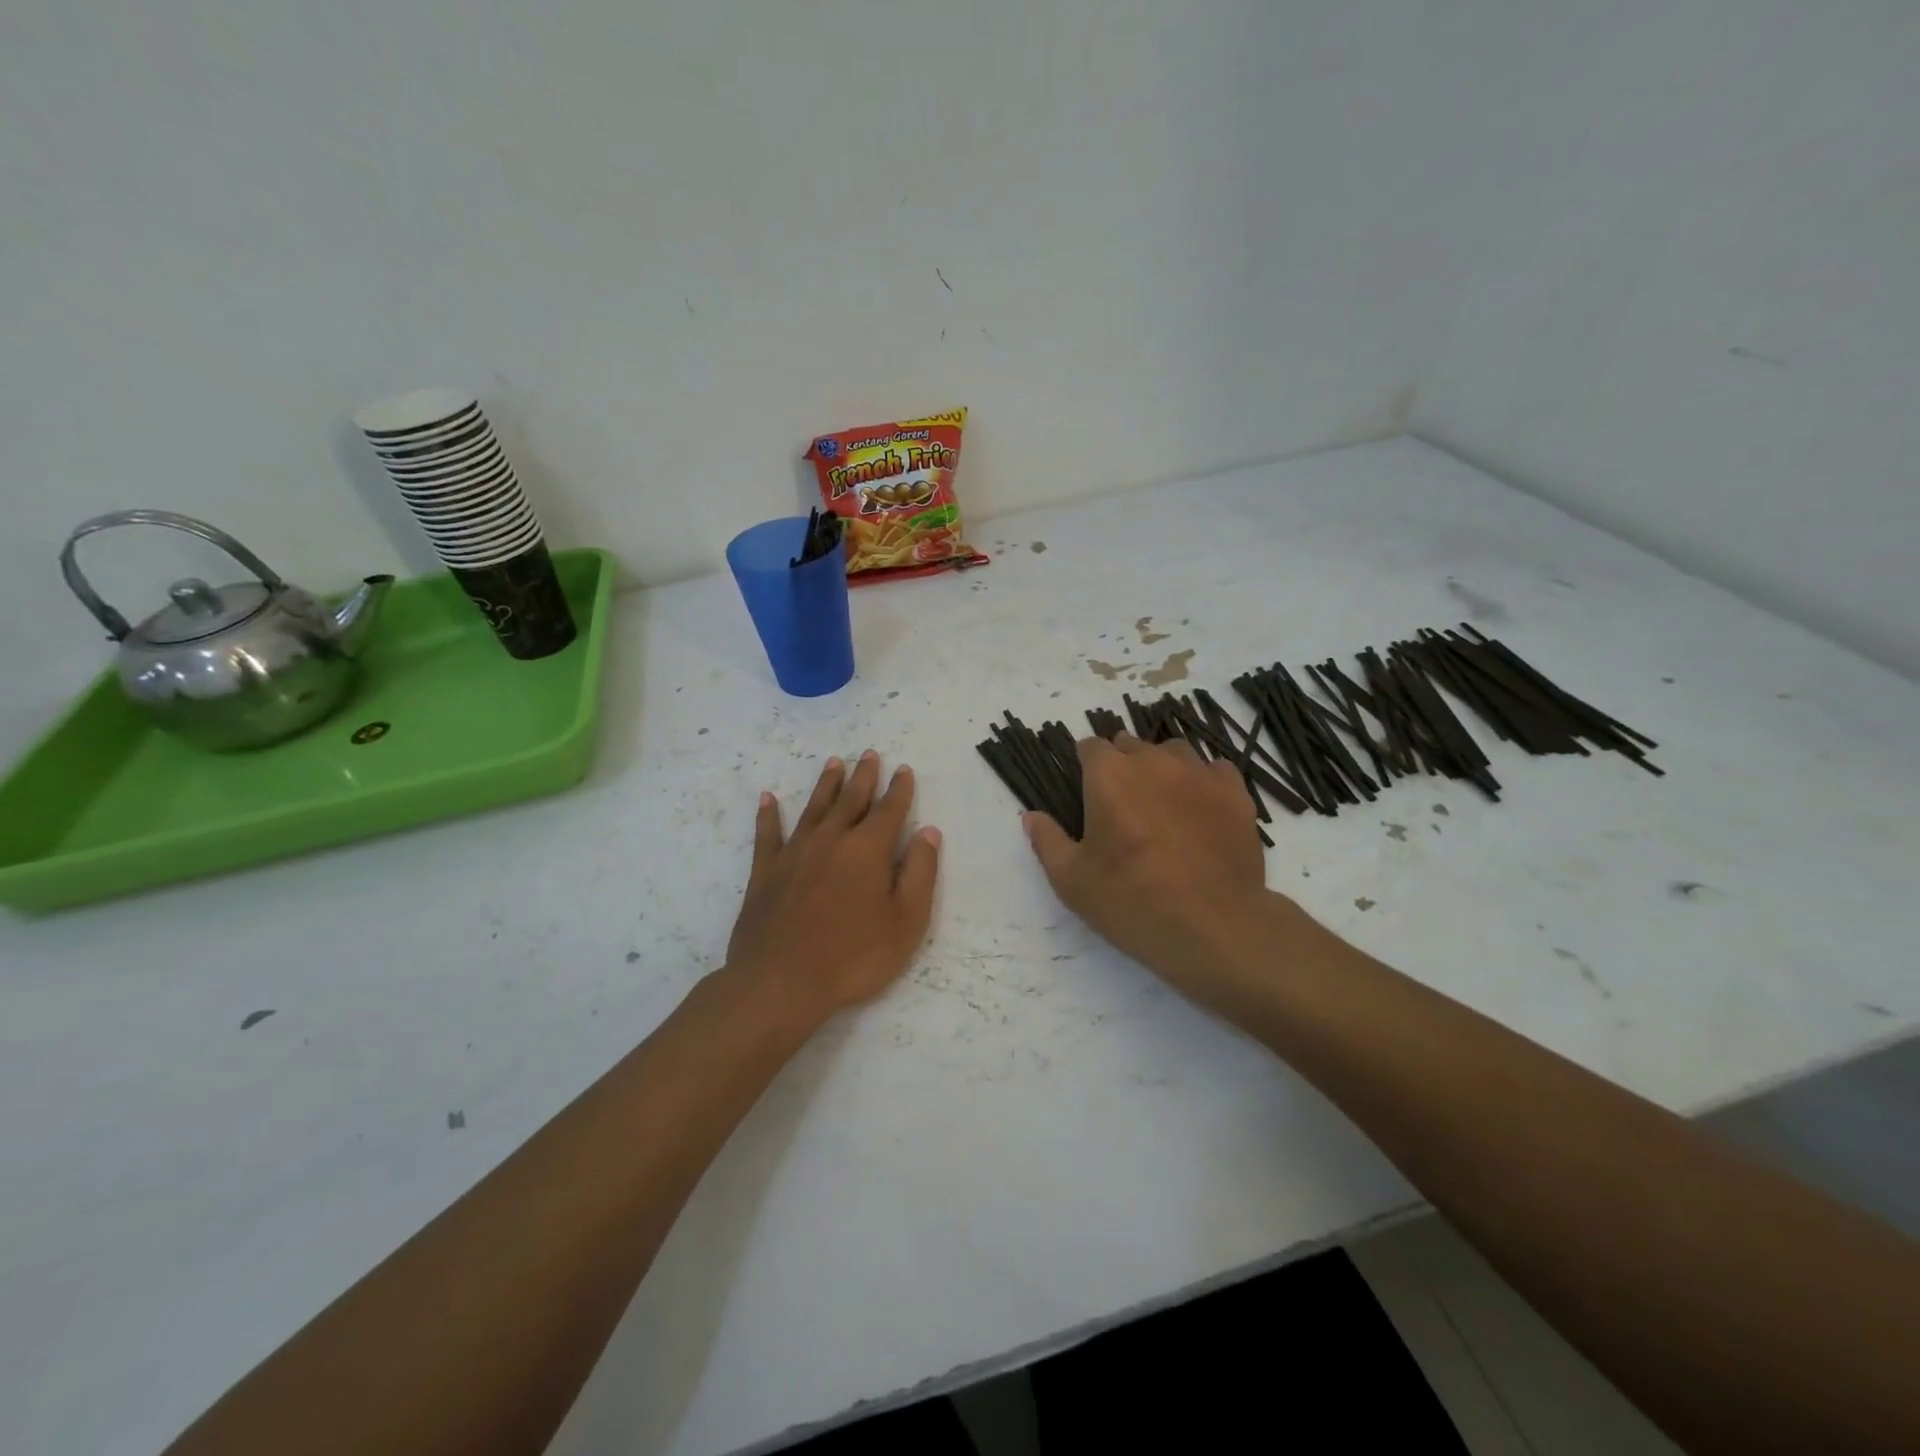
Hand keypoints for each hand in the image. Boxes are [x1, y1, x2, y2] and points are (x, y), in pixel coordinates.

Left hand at [725, 752, 941, 1026]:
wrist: (781, 983)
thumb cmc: (854, 956)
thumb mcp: (907, 921)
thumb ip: (920, 872)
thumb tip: (928, 832)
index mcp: (868, 849)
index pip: (889, 810)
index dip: (899, 789)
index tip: (903, 770)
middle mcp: (832, 840)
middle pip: (851, 799)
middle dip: (864, 776)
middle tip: (869, 754)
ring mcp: (795, 853)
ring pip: (814, 808)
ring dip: (826, 784)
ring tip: (834, 762)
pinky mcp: (766, 872)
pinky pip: (768, 834)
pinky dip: (769, 815)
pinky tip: (768, 798)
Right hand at [1024, 733, 1280, 1003]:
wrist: (1213, 925)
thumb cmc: (1131, 901)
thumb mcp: (1071, 880)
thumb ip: (1046, 841)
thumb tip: (1030, 815)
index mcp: (1108, 775)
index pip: (1090, 747)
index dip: (1085, 765)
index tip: (1086, 791)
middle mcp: (1153, 761)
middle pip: (1131, 745)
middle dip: (1122, 765)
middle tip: (1122, 805)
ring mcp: (1198, 773)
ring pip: (1173, 752)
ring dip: (1162, 767)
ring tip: (1162, 802)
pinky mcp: (1235, 791)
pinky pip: (1214, 769)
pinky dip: (1203, 781)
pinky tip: (1200, 808)